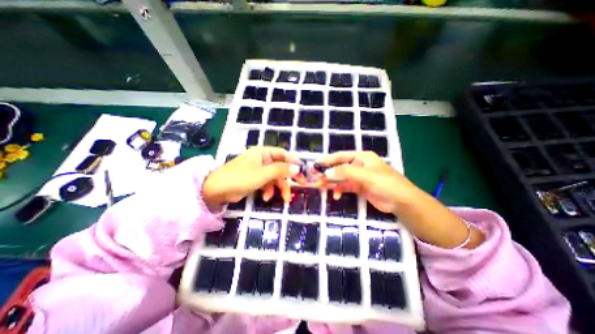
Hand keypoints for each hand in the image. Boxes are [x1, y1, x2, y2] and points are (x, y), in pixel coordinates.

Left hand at [204, 146, 300, 210]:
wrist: (217, 190)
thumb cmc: (241, 178)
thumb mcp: (263, 174)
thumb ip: (281, 170)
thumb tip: (297, 168)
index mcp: (263, 153)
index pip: (283, 154)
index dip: (293, 161)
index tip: (302, 170)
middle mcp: (261, 159)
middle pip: (280, 167)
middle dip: (288, 178)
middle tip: (300, 185)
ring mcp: (258, 170)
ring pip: (274, 177)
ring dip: (278, 187)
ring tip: (282, 199)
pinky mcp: (254, 179)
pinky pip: (266, 183)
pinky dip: (268, 190)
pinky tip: (266, 198)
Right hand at [321, 150, 417, 212]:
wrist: (401, 201)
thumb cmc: (385, 183)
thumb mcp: (365, 175)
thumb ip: (345, 172)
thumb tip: (327, 173)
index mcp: (361, 157)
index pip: (341, 156)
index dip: (328, 159)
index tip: (316, 163)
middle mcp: (358, 165)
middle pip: (339, 167)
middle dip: (328, 173)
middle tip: (316, 178)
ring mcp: (358, 177)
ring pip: (341, 178)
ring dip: (332, 182)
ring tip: (321, 187)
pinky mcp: (359, 188)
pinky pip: (345, 187)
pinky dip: (339, 190)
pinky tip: (336, 196)